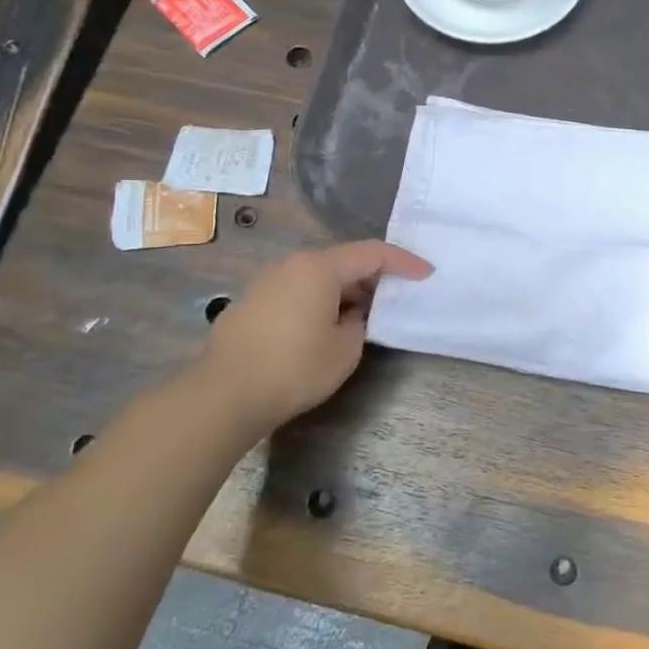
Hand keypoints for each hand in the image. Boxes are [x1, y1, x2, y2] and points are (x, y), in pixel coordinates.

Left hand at [189, 241, 431, 435]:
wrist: (222, 395)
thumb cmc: (293, 368)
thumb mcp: (345, 349)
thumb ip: (360, 323)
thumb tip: (351, 315)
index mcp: (319, 267)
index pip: (372, 253)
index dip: (404, 262)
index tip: (426, 274)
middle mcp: (292, 265)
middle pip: (343, 261)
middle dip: (373, 277)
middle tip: (396, 296)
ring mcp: (267, 282)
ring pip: (318, 277)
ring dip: (345, 291)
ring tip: (363, 316)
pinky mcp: (251, 303)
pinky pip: (297, 291)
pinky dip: (319, 301)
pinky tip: (324, 327)